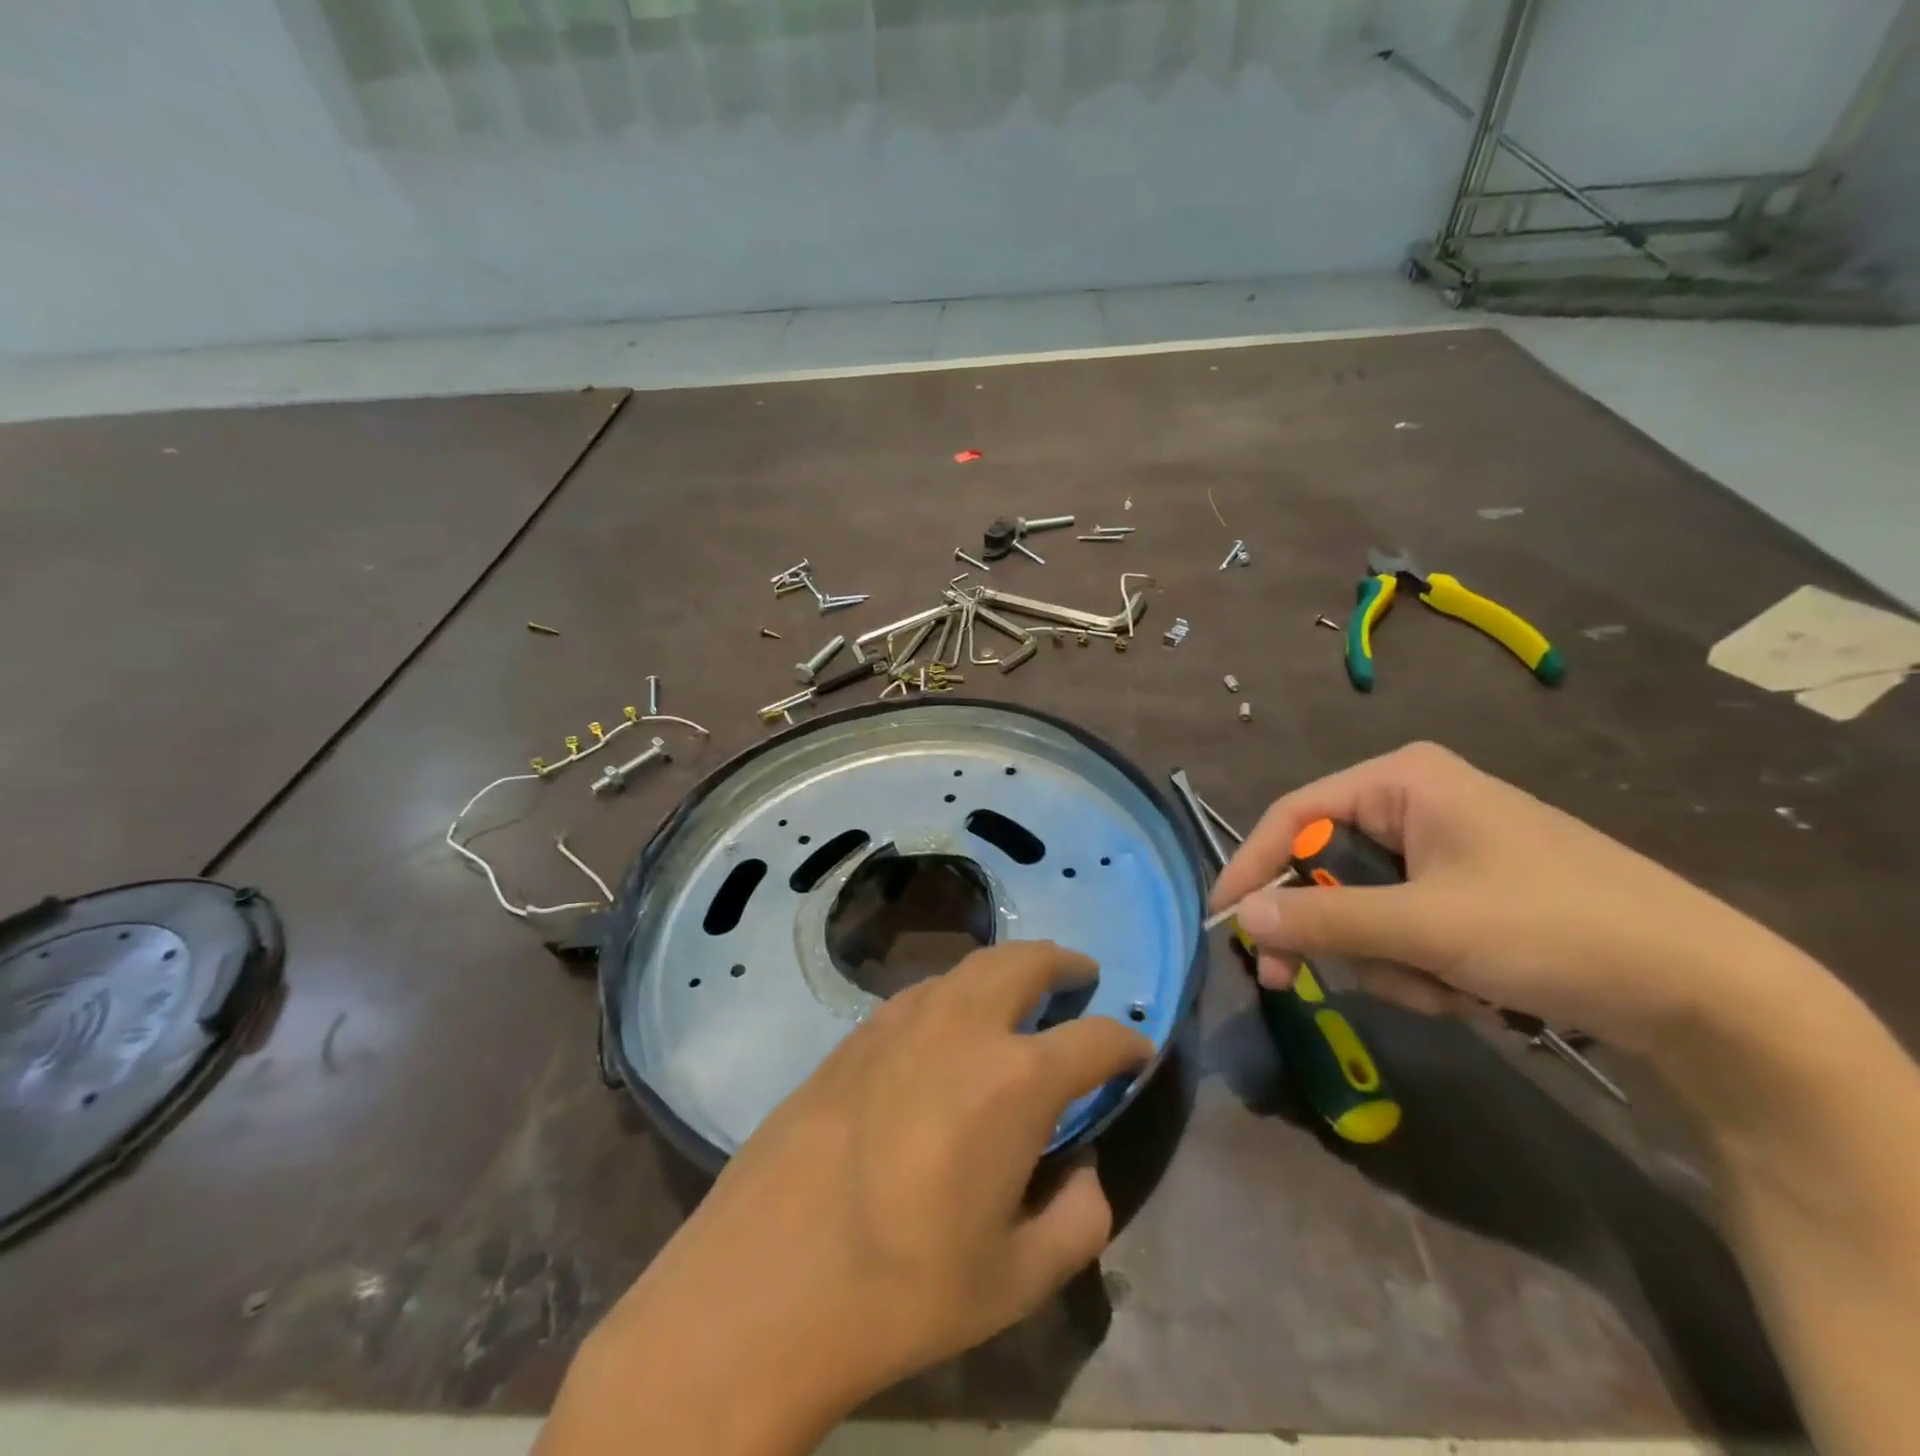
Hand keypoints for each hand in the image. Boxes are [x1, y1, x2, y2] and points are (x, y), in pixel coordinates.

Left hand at [544, 941, 1148, 1455]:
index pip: (1094, 1039)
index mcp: (1015, 1079)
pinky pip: (923, 992)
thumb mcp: (1017, 1280)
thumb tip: (1083, 1171)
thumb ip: (1078, 1219)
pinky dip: (956, 992)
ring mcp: (901, 1019)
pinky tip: (950, 1027)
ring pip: (970, 967)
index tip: (1138, 1049)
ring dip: (1007, 969)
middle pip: (1026, 962)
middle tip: (1081, 977)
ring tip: (1021, 992)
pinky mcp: (855, 1032)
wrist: (764, 1281)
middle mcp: (962, 1026)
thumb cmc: (902, 1289)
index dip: (1127, 1041)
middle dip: (1064, 964)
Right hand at [1210, 742, 1788, 1055]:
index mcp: (1402, 782)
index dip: (1252, 866)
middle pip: (1326, 867)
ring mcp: (1442, 851)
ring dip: (1383, 959)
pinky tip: (1464, 989)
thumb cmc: (1554, 928)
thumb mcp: (1426, 927)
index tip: (1223, 920)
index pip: (1294, 815)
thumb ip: (1325, 921)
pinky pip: (1402, 927)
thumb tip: (1241, 919)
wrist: (1708, 993)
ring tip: (1439, 989)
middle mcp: (1415, 804)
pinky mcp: (1466, 892)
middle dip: (1331, 933)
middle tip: (1292, 983)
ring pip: (1362, 908)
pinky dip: (1416, 966)